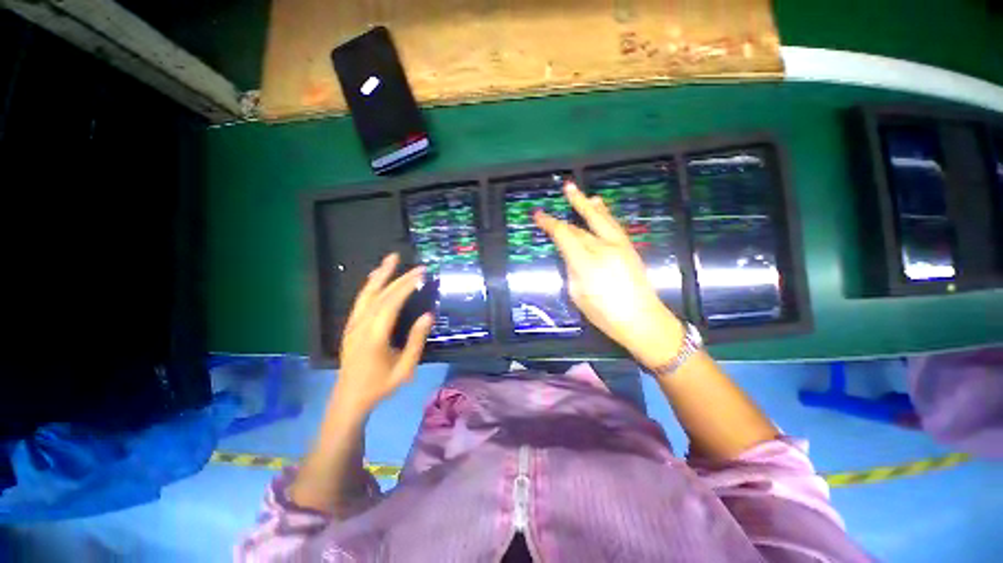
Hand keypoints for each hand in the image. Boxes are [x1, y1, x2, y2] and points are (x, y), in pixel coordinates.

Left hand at [334, 253, 433, 415]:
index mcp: (374, 337)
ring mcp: (353, 324)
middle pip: (380, 295)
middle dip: (400, 278)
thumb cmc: (380, 385)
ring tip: (392, 259)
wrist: (349, 398)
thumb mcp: (405, 368)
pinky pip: (361, 300)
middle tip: (418, 267)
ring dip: (380, 274)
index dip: (406, 287)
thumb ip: (416, 341)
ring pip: (366, 294)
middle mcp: (361, 326)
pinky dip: (370, 285)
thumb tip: (428, 315)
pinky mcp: (350, 325)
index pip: (391, 304)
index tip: (421, 274)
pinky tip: (376, 277)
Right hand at [534, 182, 683, 368]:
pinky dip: (604, 214)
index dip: (549, 224)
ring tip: (580, 192)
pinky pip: (613, 225)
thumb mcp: (577, 294)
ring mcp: (619, 246)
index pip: (564, 236)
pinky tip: (600, 206)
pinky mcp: (629, 249)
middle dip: (572, 205)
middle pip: (582, 225)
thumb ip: (572, 269)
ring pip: (602, 219)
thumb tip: (570, 254)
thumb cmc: (604, 314)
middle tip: (565, 188)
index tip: (538, 215)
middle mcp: (603, 249)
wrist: (642, 320)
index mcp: (586, 263)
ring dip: (590, 204)